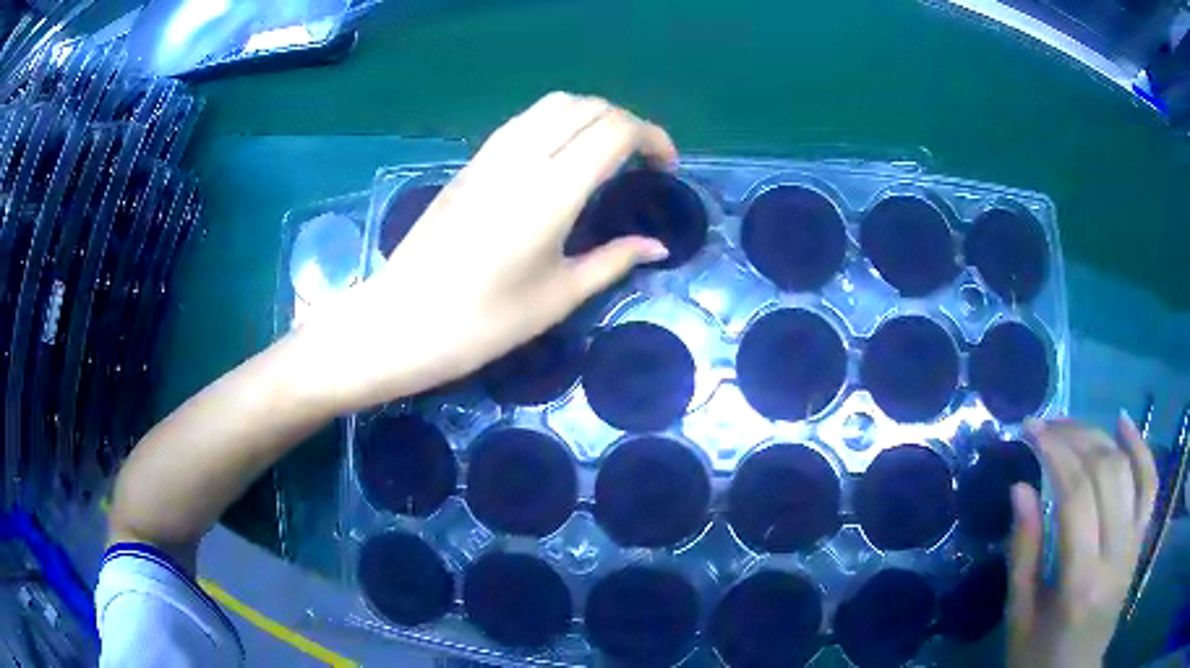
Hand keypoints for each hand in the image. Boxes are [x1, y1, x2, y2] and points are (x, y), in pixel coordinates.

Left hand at [296, 92, 675, 411]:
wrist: (401, 322)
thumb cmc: (482, 323)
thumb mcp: (557, 297)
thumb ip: (613, 261)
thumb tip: (656, 248)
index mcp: (551, 192)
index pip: (614, 131)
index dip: (652, 137)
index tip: (666, 166)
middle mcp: (521, 158)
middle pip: (586, 106)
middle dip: (625, 121)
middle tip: (642, 159)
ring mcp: (490, 156)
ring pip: (552, 105)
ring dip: (590, 115)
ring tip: (606, 152)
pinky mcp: (470, 163)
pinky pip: (524, 121)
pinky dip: (556, 122)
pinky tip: (560, 157)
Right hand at [1006, 415, 1157, 667]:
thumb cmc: (1039, 658)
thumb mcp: (1019, 618)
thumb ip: (1023, 553)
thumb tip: (1020, 488)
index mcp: (1081, 583)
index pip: (1076, 496)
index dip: (1054, 453)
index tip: (1030, 429)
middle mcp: (1116, 555)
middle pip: (1106, 473)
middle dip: (1075, 437)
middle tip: (1046, 424)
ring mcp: (1134, 544)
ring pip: (1129, 469)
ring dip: (1101, 437)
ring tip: (1073, 424)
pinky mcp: (1141, 540)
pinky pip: (1150, 484)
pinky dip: (1141, 447)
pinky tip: (1123, 422)